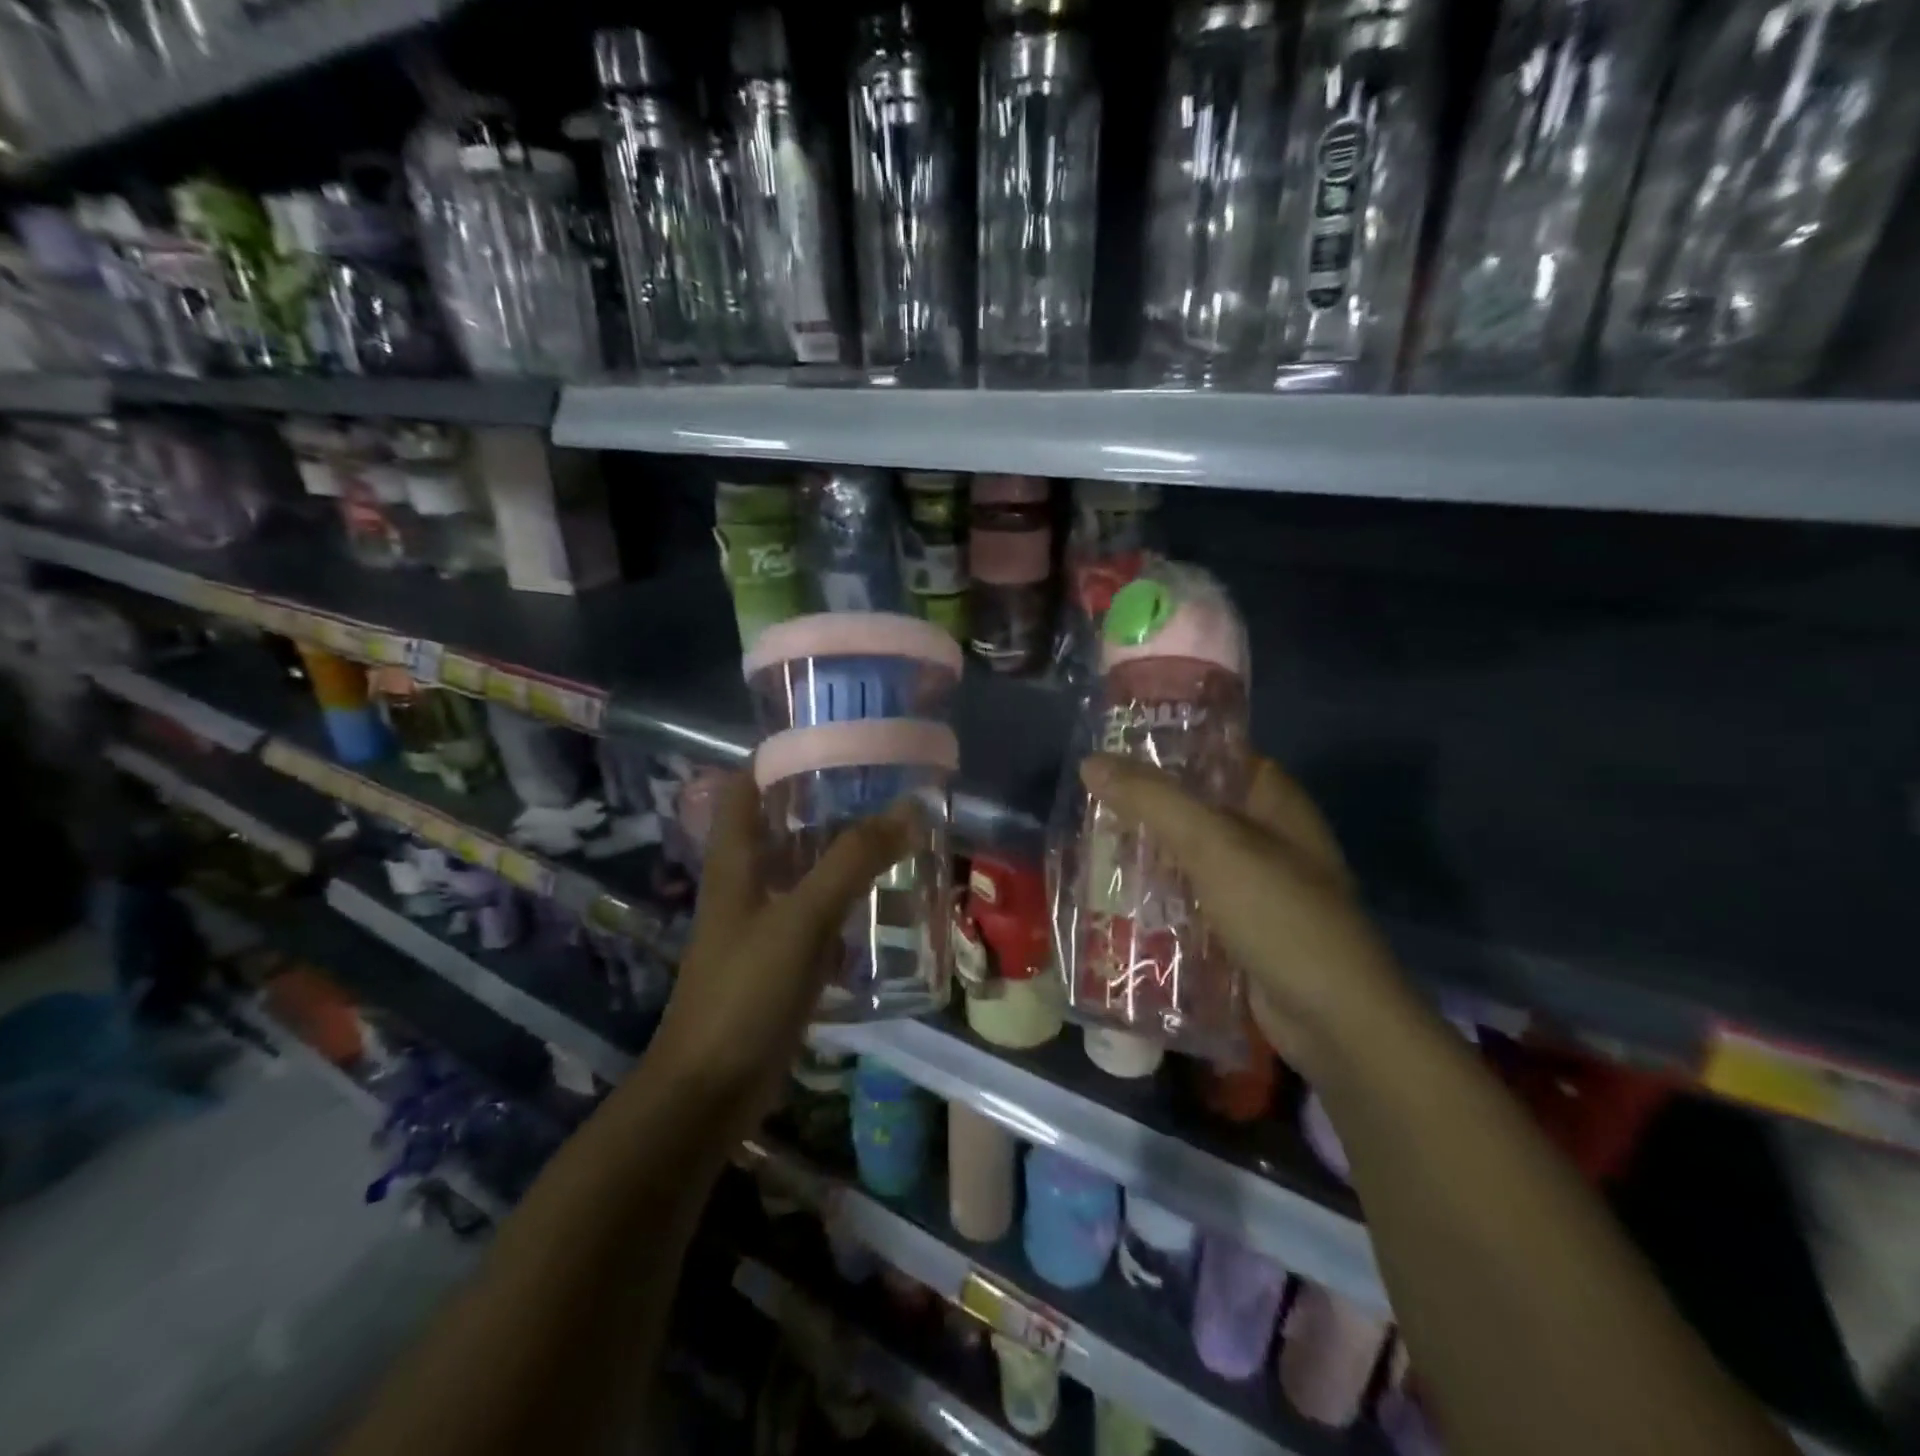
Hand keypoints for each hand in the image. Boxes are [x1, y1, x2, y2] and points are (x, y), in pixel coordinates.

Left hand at [645, 771, 912, 1130]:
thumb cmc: (745, 992)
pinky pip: (819, 916)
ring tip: (895, 833)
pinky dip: (847, 902)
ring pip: (805, 871)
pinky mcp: (781, 962)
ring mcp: (763, 925)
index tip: (832, 736)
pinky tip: (885, 901)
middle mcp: (746, 884)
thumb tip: (909, 808)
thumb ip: (852, 862)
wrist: (710, 1092)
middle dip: (826, 802)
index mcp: (735, 861)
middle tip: (882, 784)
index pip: (747, 786)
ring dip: (842, 852)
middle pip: (782, 825)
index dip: (779, 755)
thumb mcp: (801, 919)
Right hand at [1079, 751, 1399, 1071]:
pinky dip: (1155, 896)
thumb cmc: (1280, 915)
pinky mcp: (1236, 927)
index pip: (1213, 756)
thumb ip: (1153, 801)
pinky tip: (1112, 897)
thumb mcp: (1214, 846)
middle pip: (1192, 808)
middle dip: (1141, 809)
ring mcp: (1252, 885)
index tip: (1109, 752)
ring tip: (1085, 847)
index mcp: (1272, 800)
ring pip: (1185, 856)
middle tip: (1084, 805)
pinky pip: (1187, 899)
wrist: (1334, 1022)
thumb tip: (1090, 762)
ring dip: (1143, 855)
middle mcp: (1264, 836)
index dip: (1164, 750)